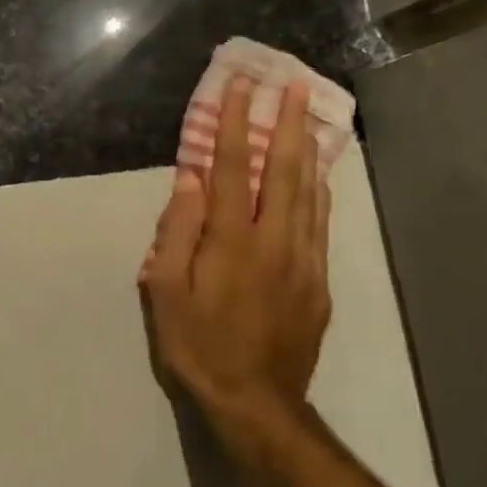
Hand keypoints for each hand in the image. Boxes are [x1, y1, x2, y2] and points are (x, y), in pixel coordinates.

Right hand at [141, 79, 331, 467]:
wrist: (255, 403)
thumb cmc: (198, 345)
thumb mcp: (166, 292)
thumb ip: (177, 231)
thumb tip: (190, 180)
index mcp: (232, 240)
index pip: (234, 168)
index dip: (236, 124)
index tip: (240, 86)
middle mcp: (275, 240)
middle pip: (284, 170)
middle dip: (286, 122)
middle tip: (293, 83)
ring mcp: (303, 260)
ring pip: (310, 193)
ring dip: (308, 149)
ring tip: (309, 115)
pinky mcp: (318, 282)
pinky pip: (321, 224)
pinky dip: (319, 192)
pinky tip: (319, 176)